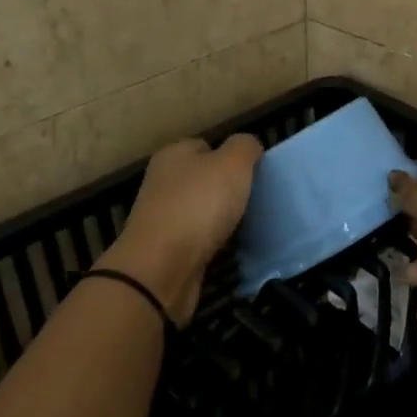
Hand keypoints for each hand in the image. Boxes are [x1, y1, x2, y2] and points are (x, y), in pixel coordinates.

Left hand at [104, 134, 262, 324]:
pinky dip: (214, 244)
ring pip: (202, 211)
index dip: (232, 156)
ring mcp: (162, 218)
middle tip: (256, 200)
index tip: (255, 173)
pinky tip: (232, 249)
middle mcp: (163, 182)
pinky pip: (199, 240)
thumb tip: (250, 147)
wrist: (160, 269)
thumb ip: (245, 147)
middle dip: (229, 189)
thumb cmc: (198, 205)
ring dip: (222, 219)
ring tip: (250, 225)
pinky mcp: (166, 250)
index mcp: (173, 155)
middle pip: (204, 179)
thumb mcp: (232, 163)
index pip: (206, 146)